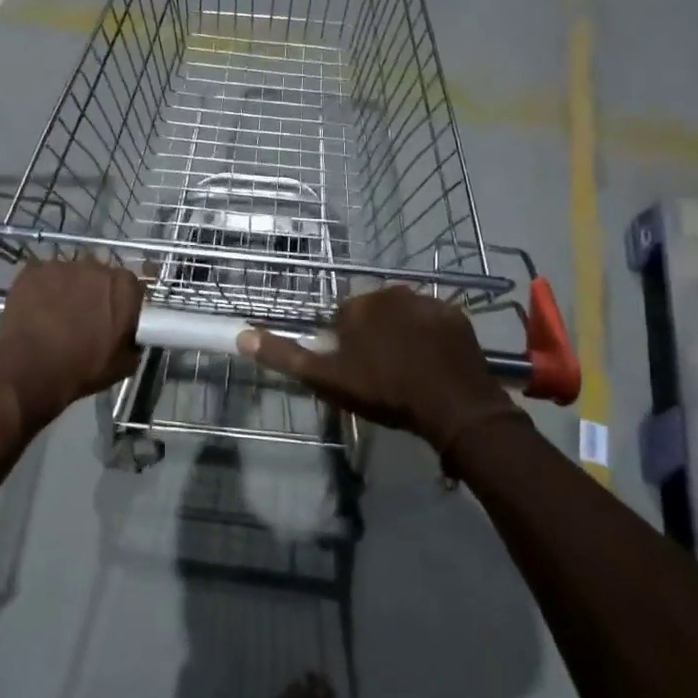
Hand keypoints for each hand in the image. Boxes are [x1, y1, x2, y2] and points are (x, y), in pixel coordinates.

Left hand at [0, 258, 143, 428]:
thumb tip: (129, 337)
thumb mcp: (123, 365)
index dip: (122, 304)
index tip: (113, 320)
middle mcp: (96, 267)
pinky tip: (34, 312)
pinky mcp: (32, 271)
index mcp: (124, 286)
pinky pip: (41, 278)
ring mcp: (61, 266)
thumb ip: (133, 341)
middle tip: (83, 319)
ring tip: (54, 317)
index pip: (130, 287)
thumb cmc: (82, 369)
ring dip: (66, 290)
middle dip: (94, 293)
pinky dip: (40, 291)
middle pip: (99, 276)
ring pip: (69, 275)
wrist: (30, 371)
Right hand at [237, 286, 519, 455]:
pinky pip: (434, 322)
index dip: (345, 344)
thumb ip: (285, 356)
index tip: (355, 370)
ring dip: (402, 334)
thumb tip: (242, 336)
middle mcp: (392, 292)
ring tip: (409, 371)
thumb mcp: (327, 379)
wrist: (453, 406)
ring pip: (404, 315)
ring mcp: (428, 302)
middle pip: (374, 313)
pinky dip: (430, 338)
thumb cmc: (384, 391)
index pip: (342, 317)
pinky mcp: (456, 316)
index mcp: (359, 304)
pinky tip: (433, 364)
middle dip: (373, 335)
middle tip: (380, 373)